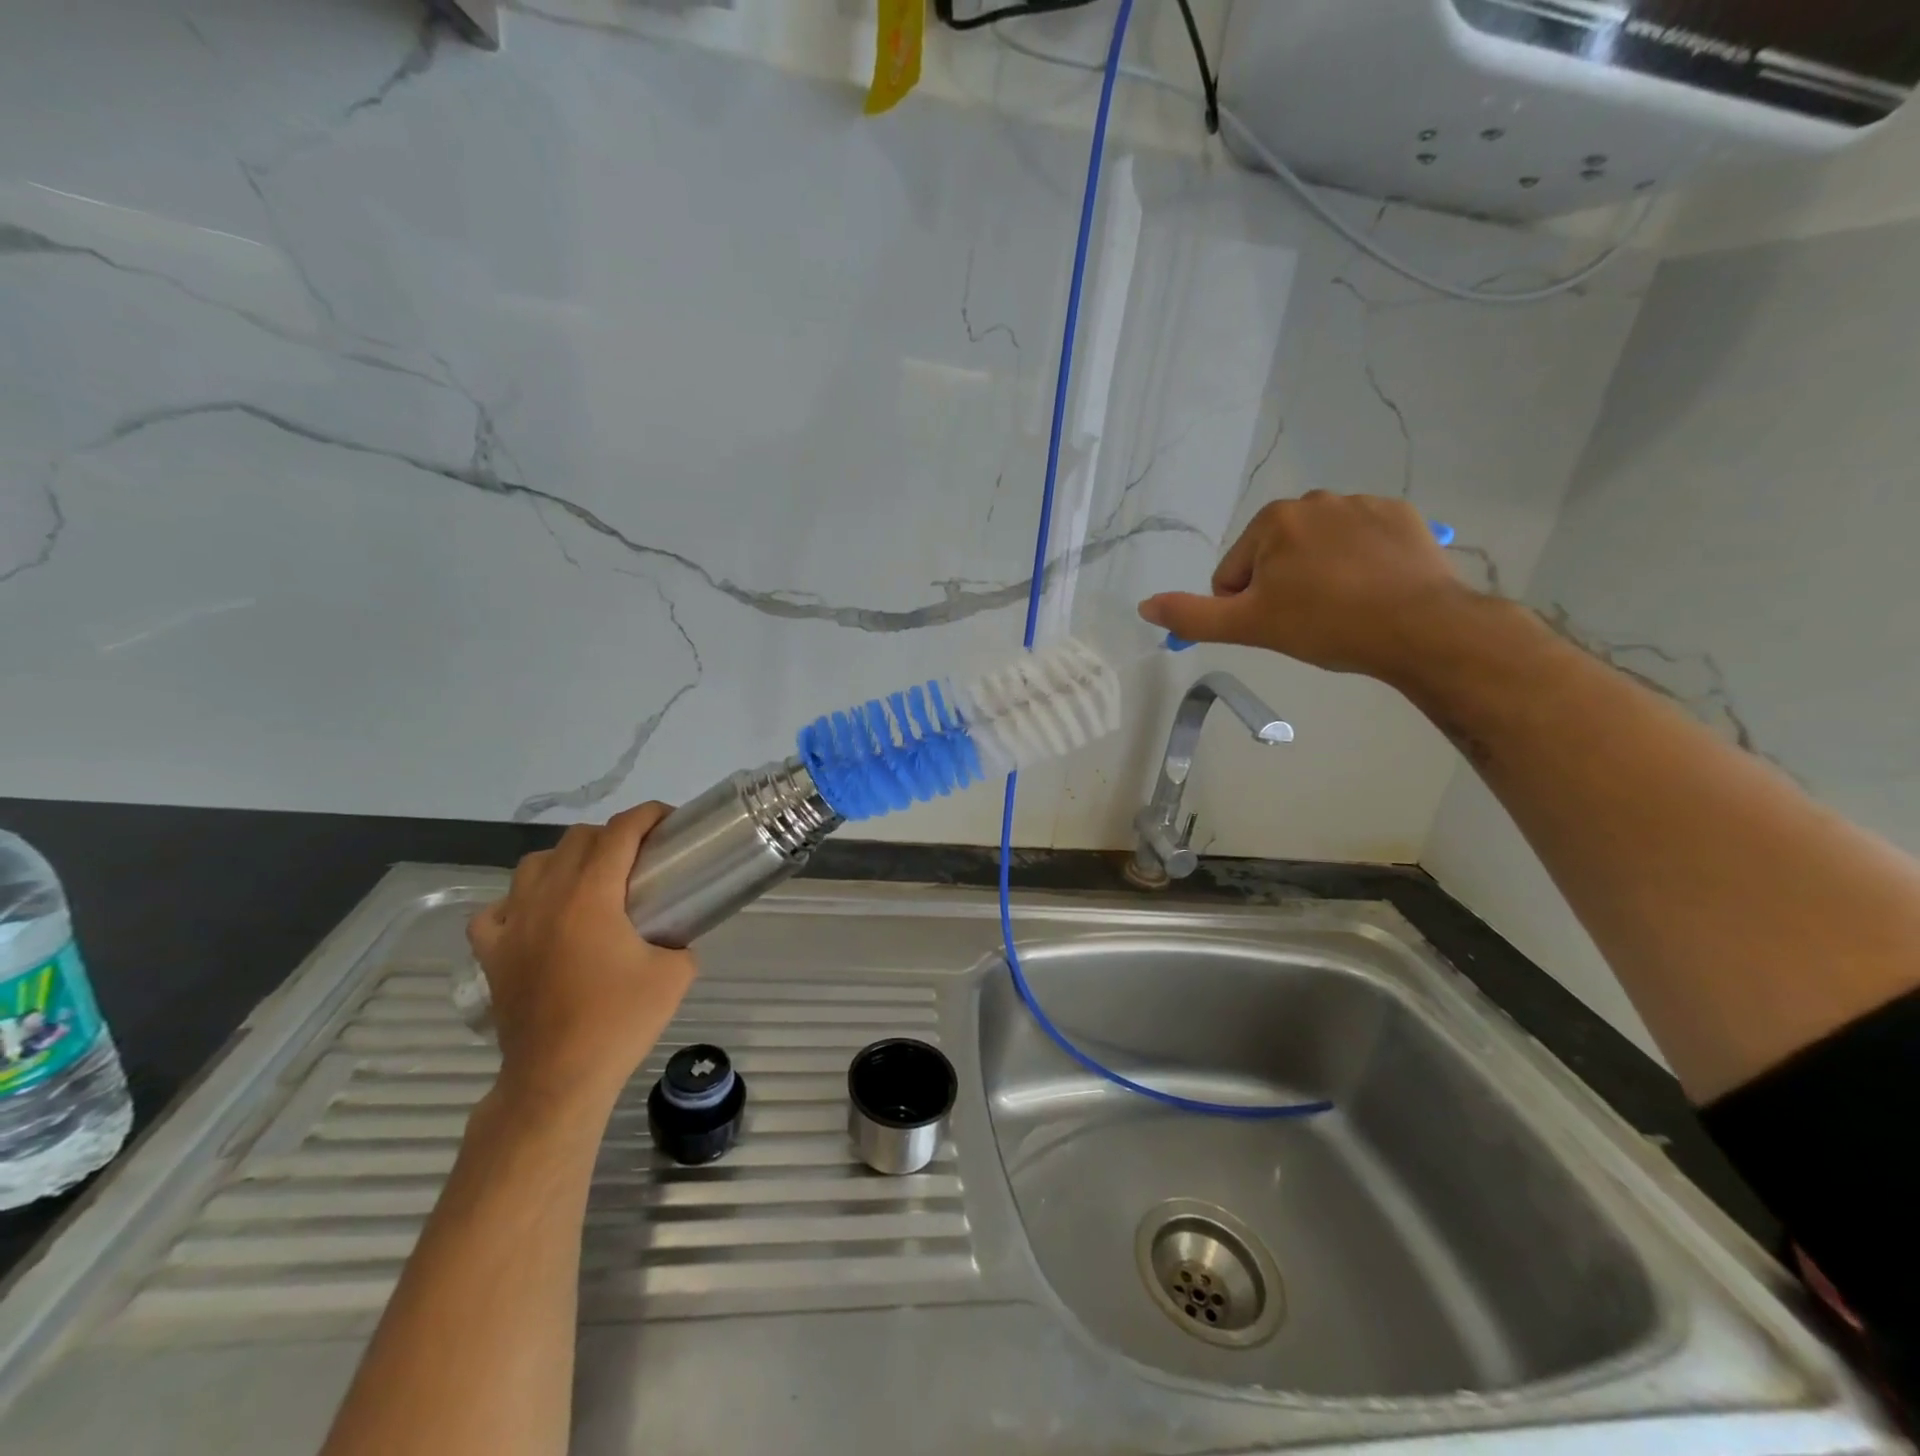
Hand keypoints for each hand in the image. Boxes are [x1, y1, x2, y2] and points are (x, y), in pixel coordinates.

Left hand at [467, 803, 695, 1111]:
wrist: (559, 1077)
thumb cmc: (620, 1021)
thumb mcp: (676, 973)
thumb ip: (680, 940)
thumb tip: (674, 934)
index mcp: (591, 896)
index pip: (619, 832)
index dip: (647, 815)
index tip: (669, 819)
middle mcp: (547, 898)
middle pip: (577, 839)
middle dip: (613, 835)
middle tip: (640, 857)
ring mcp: (512, 925)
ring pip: (533, 864)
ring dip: (565, 860)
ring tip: (589, 881)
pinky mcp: (492, 954)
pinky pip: (497, 910)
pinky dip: (519, 903)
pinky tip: (537, 918)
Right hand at [1138, 491, 1473, 680]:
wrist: (1419, 626)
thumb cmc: (1324, 625)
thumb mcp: (1249, 626)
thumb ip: (1193, 615)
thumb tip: (1145, 606)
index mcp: (1272, 521)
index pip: (1234, 574)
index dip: (1247, 607)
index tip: (1279, 625)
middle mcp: (1314, 500)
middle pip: (1275, 557)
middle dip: (1283, 587)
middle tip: (1310, 619)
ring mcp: (1362, 504)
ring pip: (1318, 550)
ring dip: (1320, 575)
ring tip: (1345, 606)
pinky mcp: (1401, 515)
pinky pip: (1361, 542)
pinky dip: (1360, 563)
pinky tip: (1374, 589)